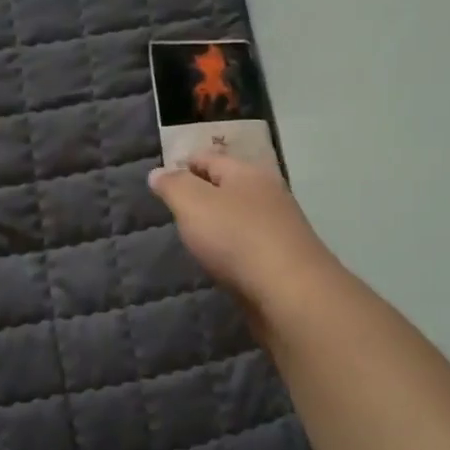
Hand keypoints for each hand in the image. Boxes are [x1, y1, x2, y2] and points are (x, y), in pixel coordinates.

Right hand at [148, 155, 338, 314]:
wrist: (290, 292)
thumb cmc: (236, 238)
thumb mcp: (192, 204)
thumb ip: (173, 186)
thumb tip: (159, 172)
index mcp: (247, 172)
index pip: (210, 158)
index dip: (185, 164)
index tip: (164, 177)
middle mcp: (268, 194)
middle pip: (230, 185)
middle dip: (204, 192)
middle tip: (177, 207)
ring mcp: (281, 227)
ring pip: (242, 215)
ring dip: (221, 222)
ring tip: (196, 235)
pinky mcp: (284, 259)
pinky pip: (251, 244)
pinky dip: (234, 246)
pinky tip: (222, 260)